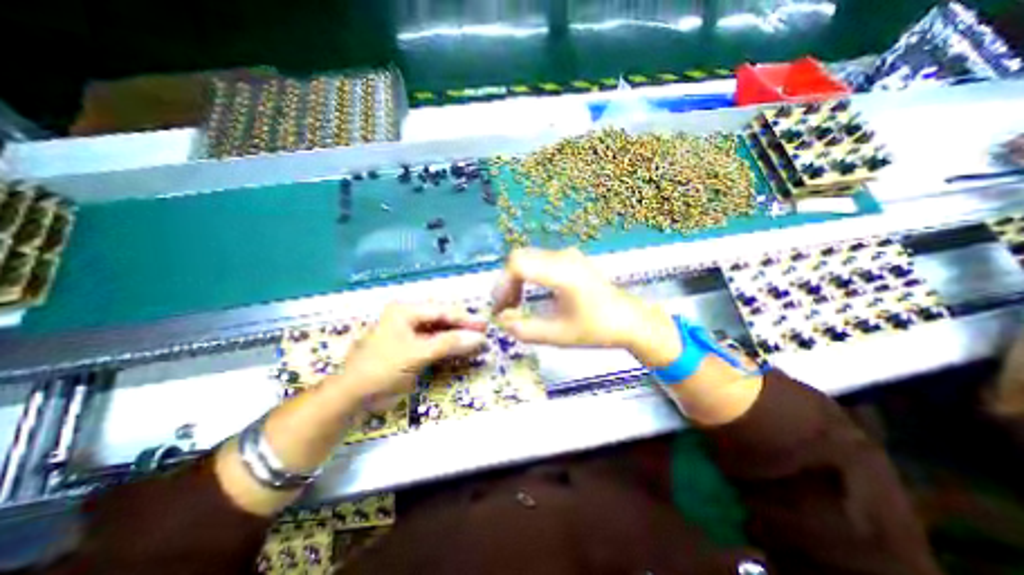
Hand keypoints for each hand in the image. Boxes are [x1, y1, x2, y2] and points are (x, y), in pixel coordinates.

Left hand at [327, 302, 486, 401]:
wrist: (354, 397)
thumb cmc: (382, 368)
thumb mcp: (417, 354)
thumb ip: (449, 344)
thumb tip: (479, 338)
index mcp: (405, 311)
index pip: (442, 311)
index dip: (465, 319)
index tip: (484, 327)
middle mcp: (409, 317)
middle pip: (443, 320)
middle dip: (463, 329)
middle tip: (484, 336)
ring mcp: (410, 333)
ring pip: (441, 332)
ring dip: (458, 339)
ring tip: (477, 345)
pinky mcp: (412, 349)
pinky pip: (436, 345)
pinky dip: (449, 349)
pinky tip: (462, 353)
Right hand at [490, 244, 676, 362]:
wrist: (629, 320)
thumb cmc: (597, 329)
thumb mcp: (559, 336)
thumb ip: (525, 330)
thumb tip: (500, 320)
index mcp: (563, 273)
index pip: (518, 264)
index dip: (502, 285)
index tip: (499, 309)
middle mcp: (563, 257)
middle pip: (519, 258)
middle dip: (505, 283)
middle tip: (504, 309)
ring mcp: (568, 255)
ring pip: (527, 258)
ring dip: (515, 280)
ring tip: (513, 304)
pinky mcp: (569, 259)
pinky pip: (538, 261)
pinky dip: (526, 276)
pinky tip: (527, 294)